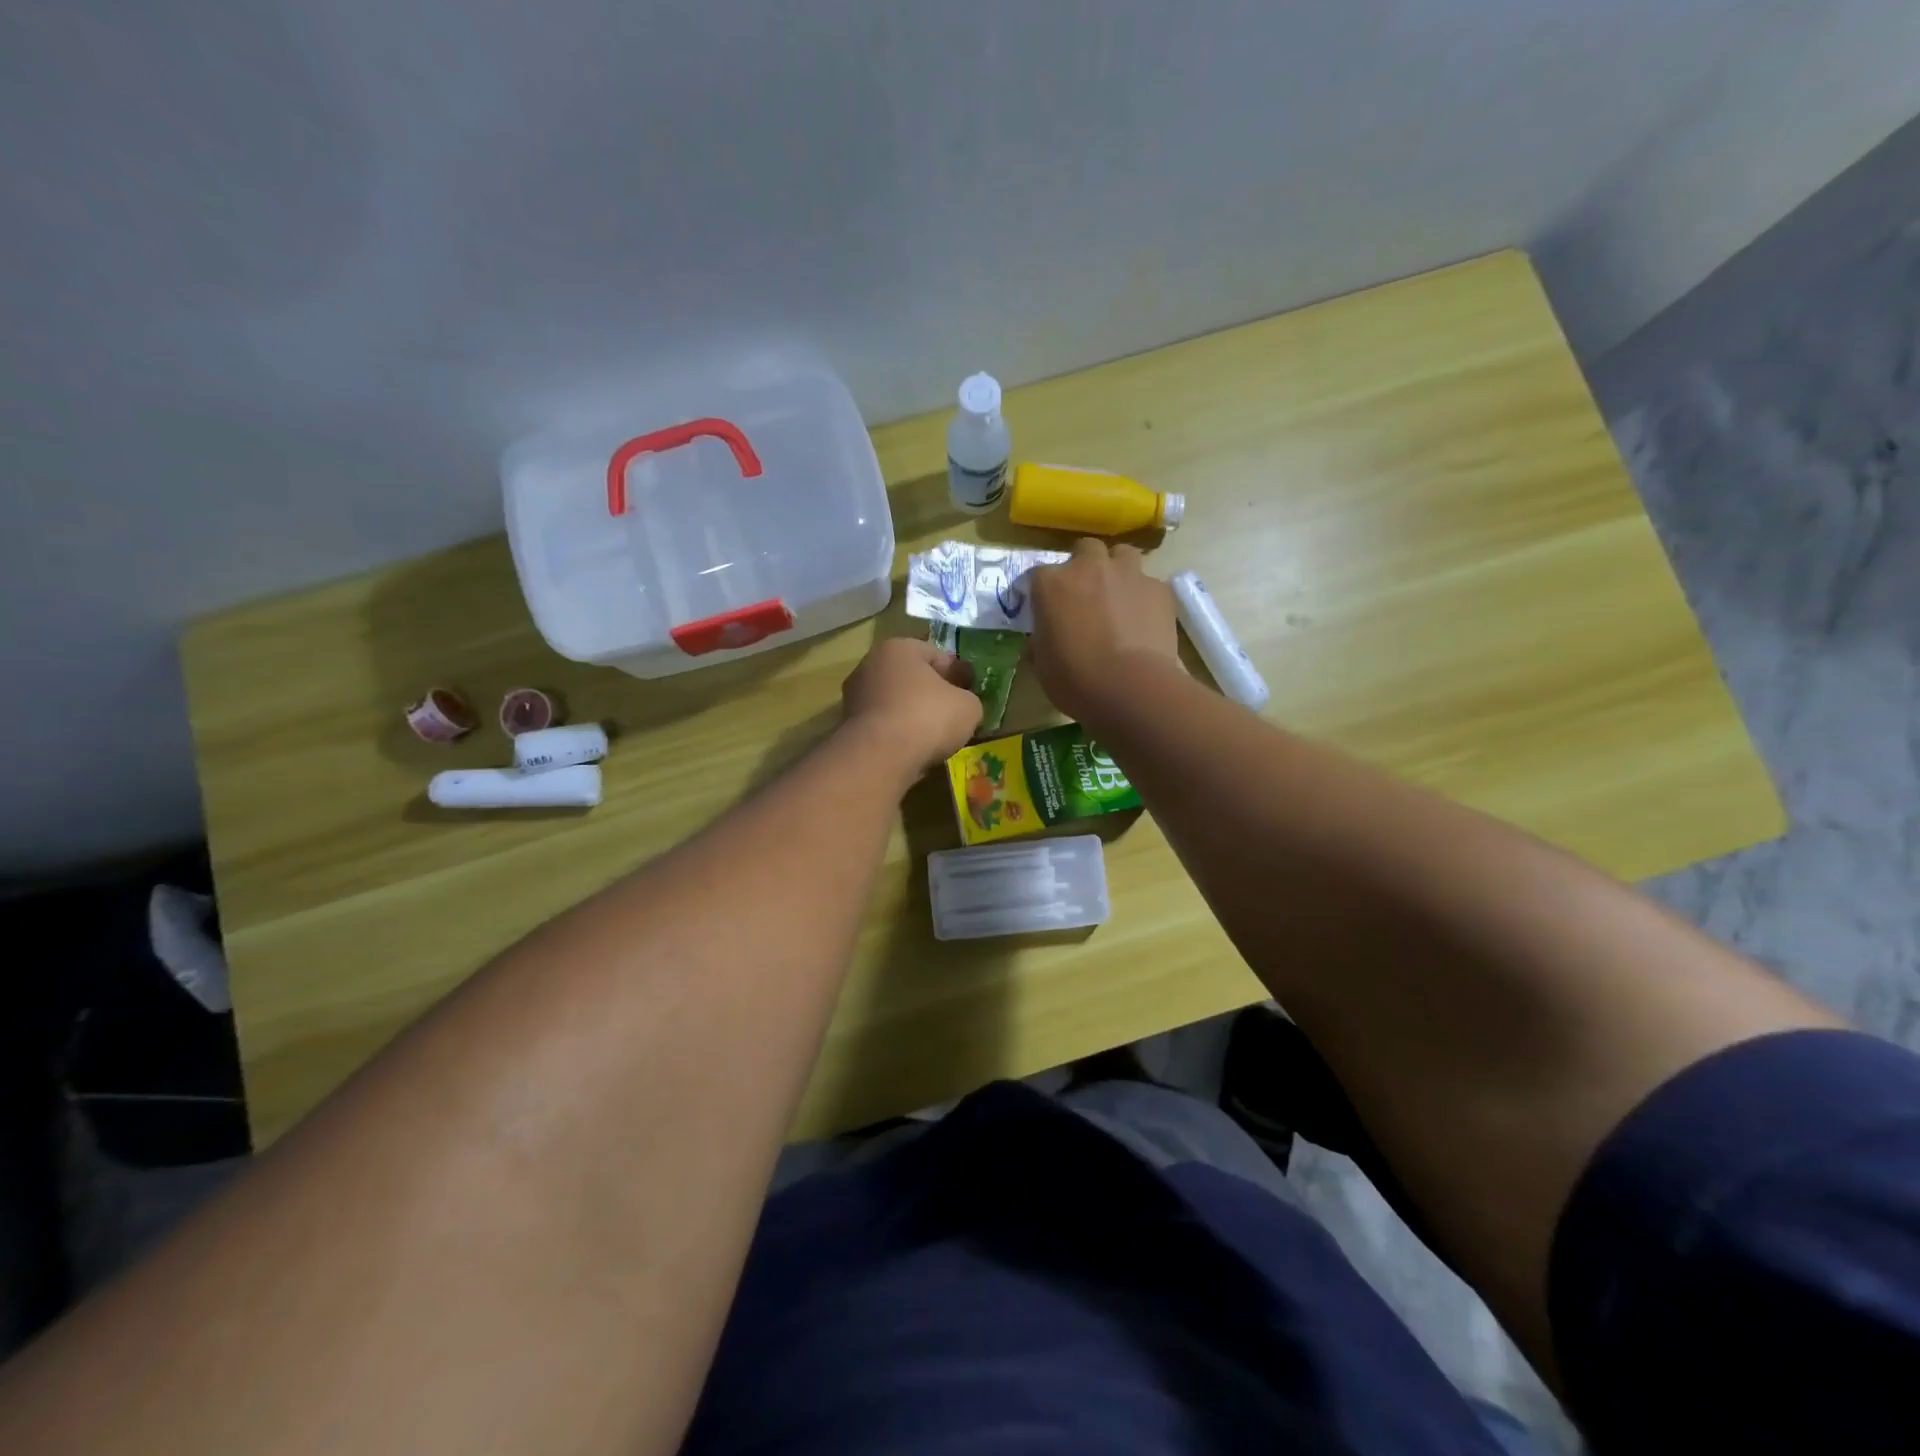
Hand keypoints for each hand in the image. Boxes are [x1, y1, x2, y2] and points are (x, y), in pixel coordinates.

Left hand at [840, 637, 982, 778]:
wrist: (879, 757)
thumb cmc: (927, 717)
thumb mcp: (968, 707)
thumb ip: (969, 699)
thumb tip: (962, 703)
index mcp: (899, 648)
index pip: (935, 654)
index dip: (956, 673)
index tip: (969, 692)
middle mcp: (870, 664)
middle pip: (911, 677)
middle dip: (931, 693)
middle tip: (952, 714)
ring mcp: (854, 696)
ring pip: (894, 702)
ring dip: (911, 715)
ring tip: (933, 737)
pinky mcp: (847, 726)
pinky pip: (882, 725)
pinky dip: (896, 734)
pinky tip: (912, 749)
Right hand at [1029, 538, 1178, 723]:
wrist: (1129, 688)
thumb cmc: (1074, 680)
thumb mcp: (1042, 664)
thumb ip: (1042, 640)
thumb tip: (1045, 639)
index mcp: (1051, 584)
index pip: (1038, 575)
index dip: (1044, 592)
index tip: (1047, 610)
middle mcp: (1089, 567)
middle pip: (1086, 549)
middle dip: (1085, 566)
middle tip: (1087, 595)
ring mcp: (1128, 573)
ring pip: (1123, 555)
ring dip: (1118, 570)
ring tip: (1119, 598)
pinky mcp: (1159, 589)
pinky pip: (1150, 584)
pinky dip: (1145, 597)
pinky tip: (1145, 620)